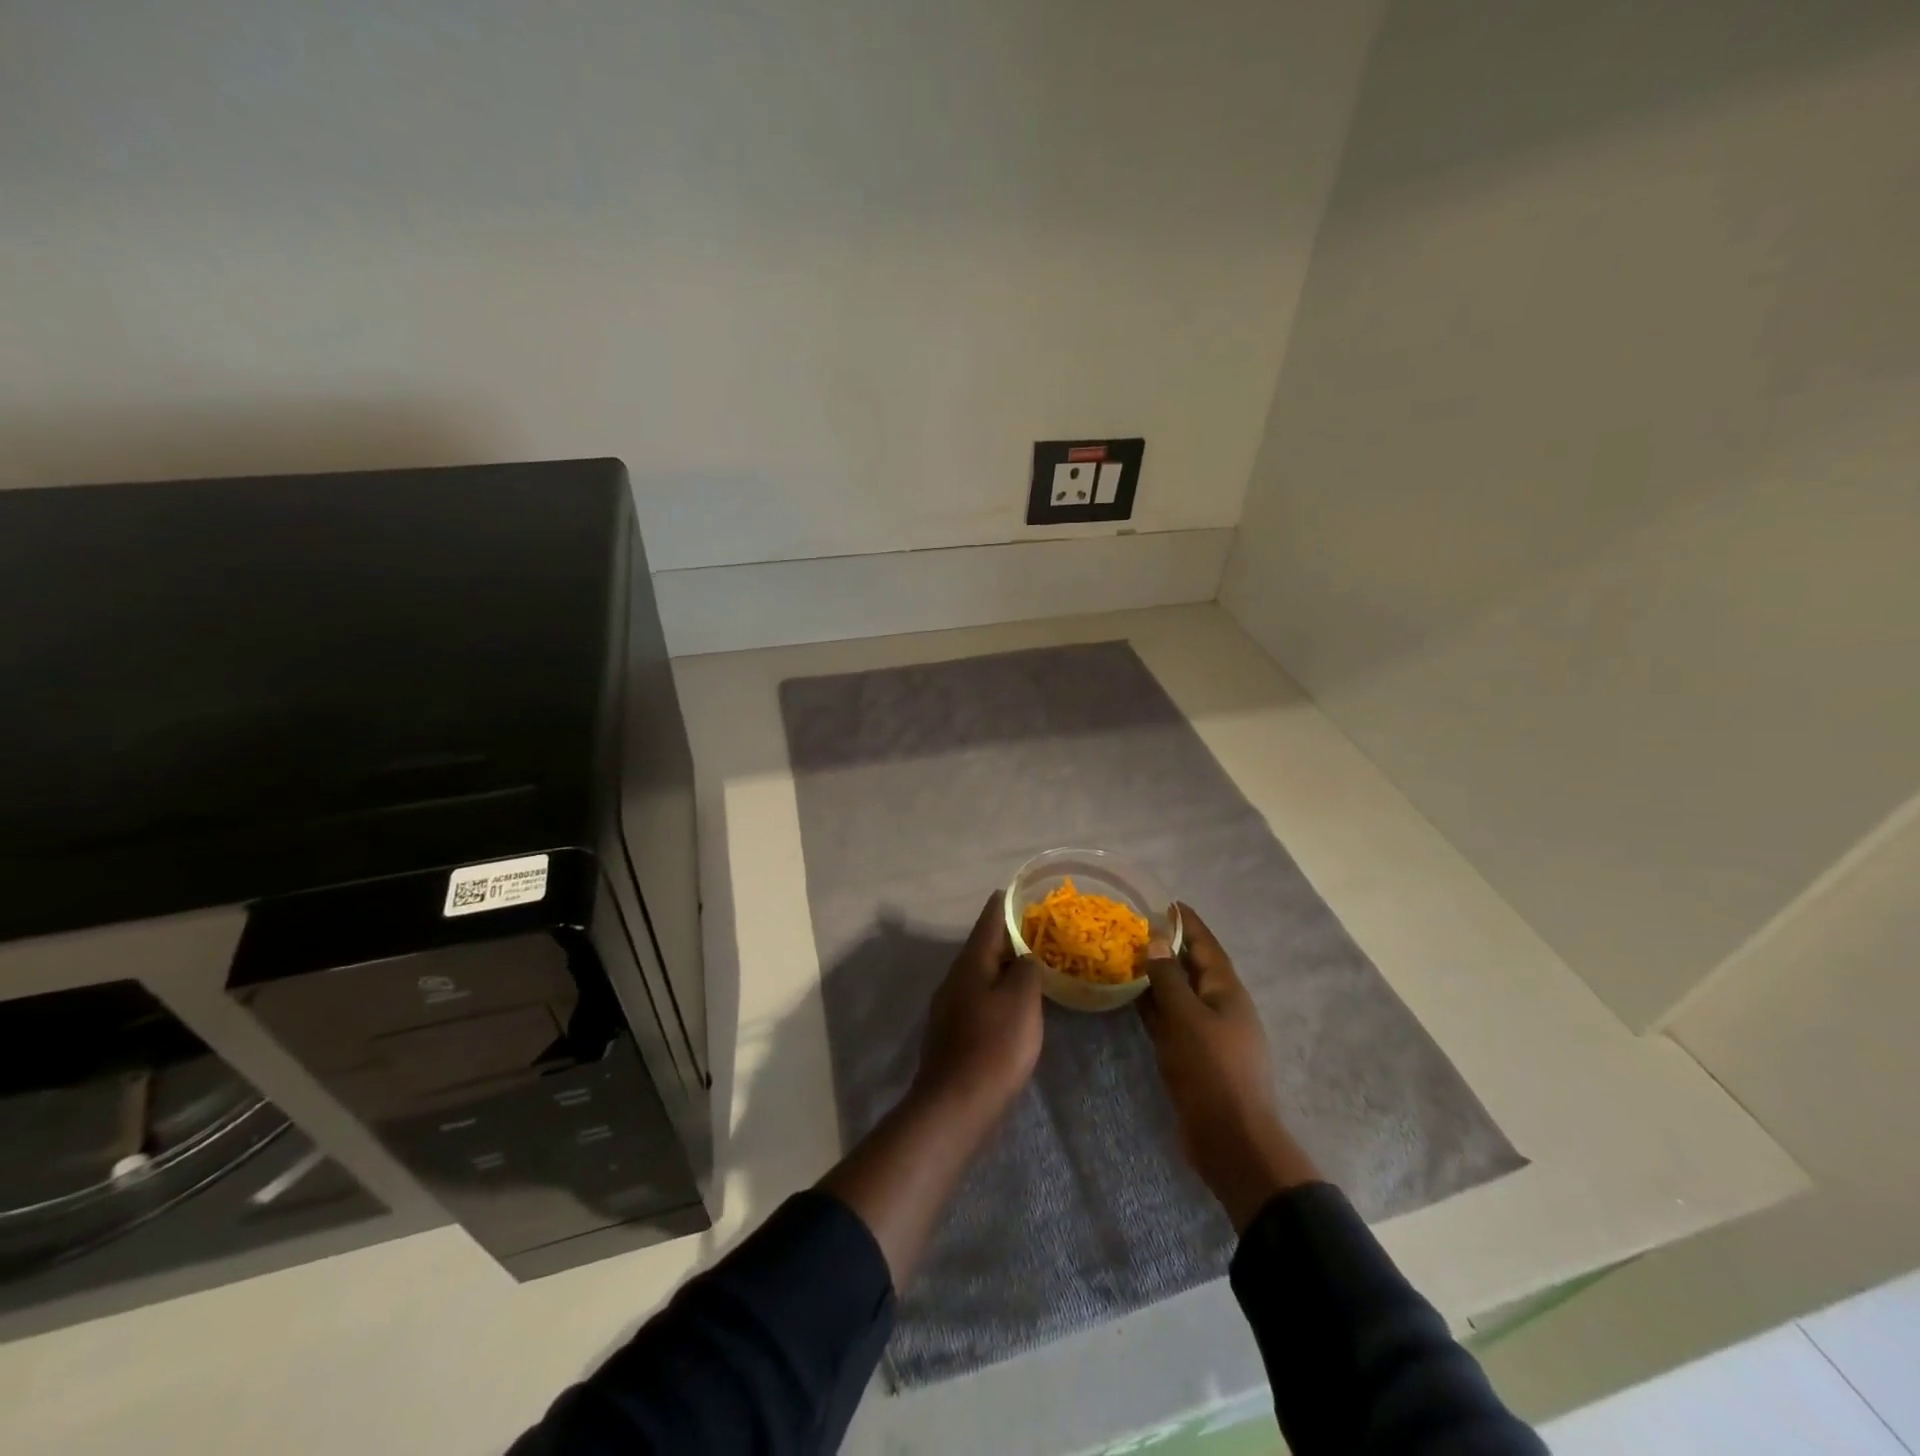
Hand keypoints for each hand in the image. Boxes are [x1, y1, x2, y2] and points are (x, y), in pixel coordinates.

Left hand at [912, 891, 1043, 1124]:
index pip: (989, 920)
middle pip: (982, 947)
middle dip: (1007, 935)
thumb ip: (1025, 969)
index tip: (1020, 891)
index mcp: (970, 963)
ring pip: (980, 974)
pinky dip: (997, 991)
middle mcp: (955, 978)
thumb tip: (1022, 958)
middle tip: (1037, 928)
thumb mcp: (1022, 1000)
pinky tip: (1013, 1004)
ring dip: (1002, 965)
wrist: (956, 1104)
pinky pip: (978, 998)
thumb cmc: (994, 1045)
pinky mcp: (952, 1033)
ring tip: (1030, 963)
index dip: (1006, 904)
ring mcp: (949, 1006)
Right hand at [1140, 903, 1319, 1230]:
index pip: (1205, 945)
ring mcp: (1207, 1032)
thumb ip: (1168, 978)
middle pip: (1191, 967)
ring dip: (1156, 976)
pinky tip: (1129, 997)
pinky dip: (1152, 1006)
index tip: (1164, 902)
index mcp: (1227, 991)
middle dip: (1166, 946)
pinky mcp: (1193, 1056)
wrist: (1231, 1141)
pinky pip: (1170, 1020)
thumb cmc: (1212, 1071)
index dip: (1186, 922)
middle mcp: (1219, 1006)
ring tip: (1125, 955)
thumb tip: (1156, 939)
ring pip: (1178, 994)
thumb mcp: (1186, 1018)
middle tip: (1133, 927)